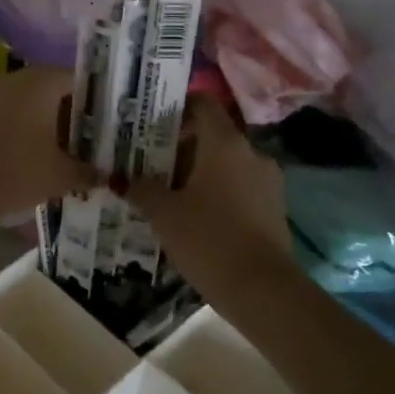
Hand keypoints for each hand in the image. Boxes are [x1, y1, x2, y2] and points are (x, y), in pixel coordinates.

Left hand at [0, 68, 96, 222]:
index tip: (111, 123)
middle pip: (54, 89)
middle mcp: (17, 78)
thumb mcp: (62, 175)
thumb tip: (106, 175)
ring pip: (31, 102)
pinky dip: (26, 129)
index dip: (98, 101)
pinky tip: (36, 154)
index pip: (79, 80)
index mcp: (43, 81)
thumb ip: (88, 172)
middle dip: (73, 114)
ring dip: (48, 122)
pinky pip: (11, 113)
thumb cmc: (19, 170)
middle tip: (93, 138)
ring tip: (66, 149)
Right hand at [126, 96, 298, 298]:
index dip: (178, 106)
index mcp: (224, 143)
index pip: (203, 103)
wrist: (262, 290)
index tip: (152, 121)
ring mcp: (268, 181)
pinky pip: (240, 187)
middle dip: (182, 145)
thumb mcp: (164, 213)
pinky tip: (196, 215)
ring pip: (227, 163)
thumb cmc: (208, 239)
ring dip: (200, 171)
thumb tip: (120, 177)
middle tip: (150, 161)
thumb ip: (140, 188)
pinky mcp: (274, 208)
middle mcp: (251, 153)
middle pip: (213, 135)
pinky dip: (219, 192)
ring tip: (170, 191)